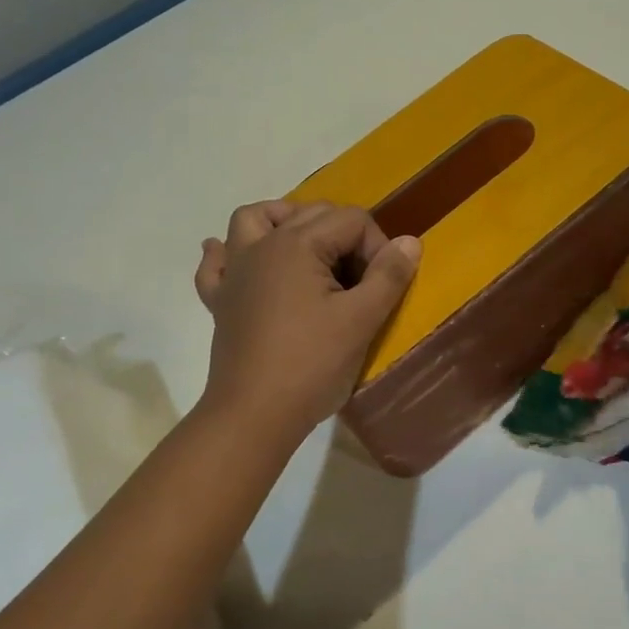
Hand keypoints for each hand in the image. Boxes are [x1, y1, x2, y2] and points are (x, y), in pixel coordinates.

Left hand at [194, 201, 420, 443]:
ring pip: (253, 220)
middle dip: (343, 236)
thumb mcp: (362, 319)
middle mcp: (261, 245)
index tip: (383, 286)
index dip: (377, 248)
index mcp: (297, 244)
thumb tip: (410, 241)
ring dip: (282, 222)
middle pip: (310, 213)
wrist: (253, 415)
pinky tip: (244, 265)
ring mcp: (235, 271)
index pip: (351, 221)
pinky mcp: (221, 300)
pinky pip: (218, 262)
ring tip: (307, 247)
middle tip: (360, 280)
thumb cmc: (311, 364)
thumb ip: (389, 275)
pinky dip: (231, 254)